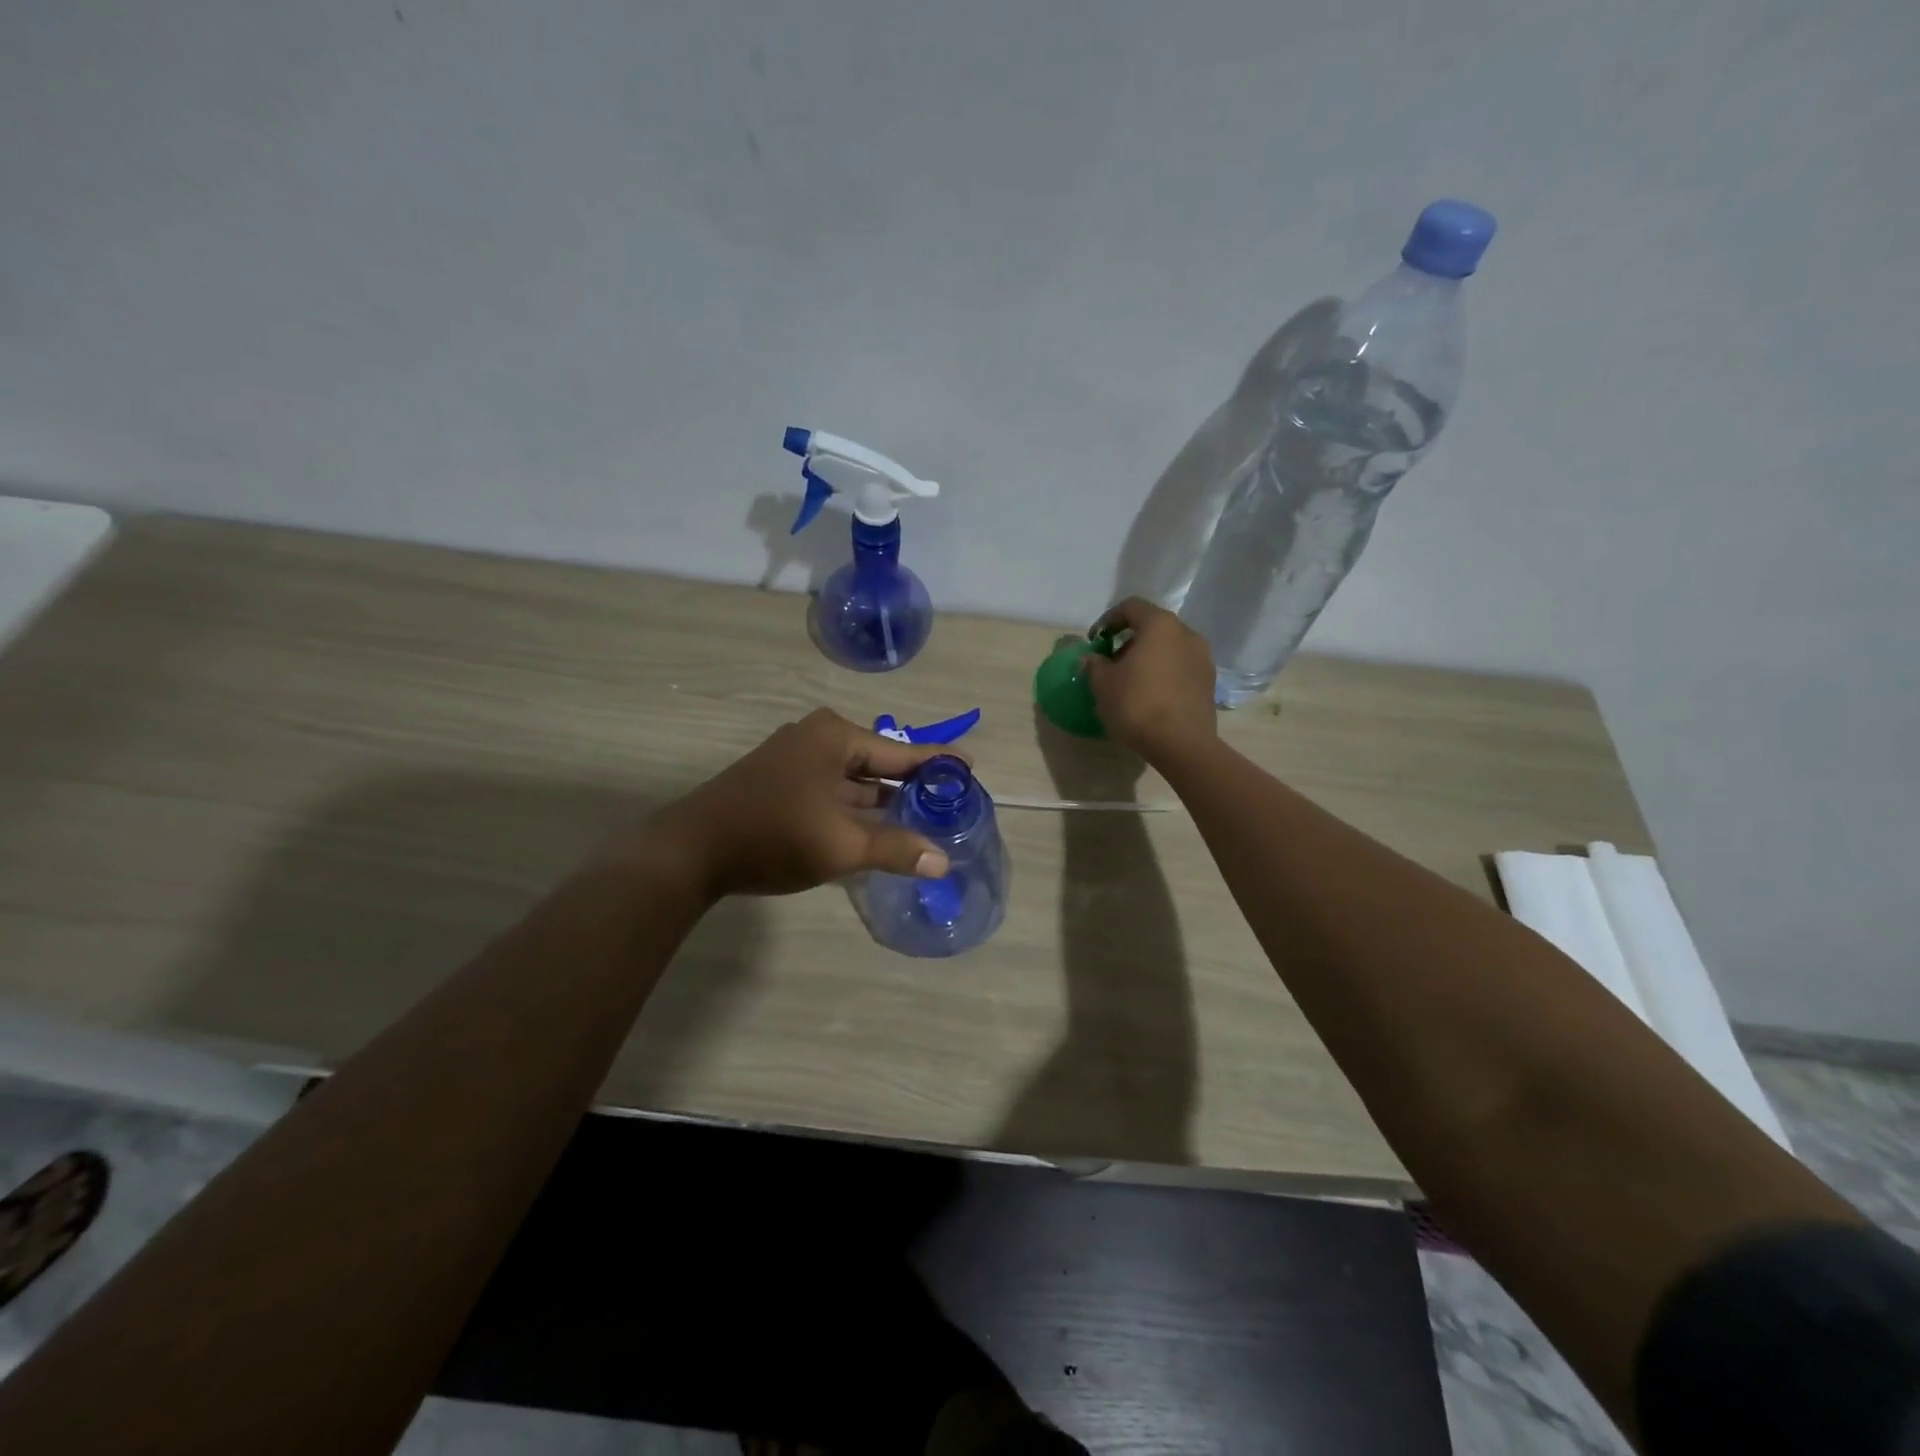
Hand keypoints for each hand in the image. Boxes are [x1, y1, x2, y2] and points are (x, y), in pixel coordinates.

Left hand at [650, 709, 959, 899]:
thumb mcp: (841, 844)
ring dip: (882, 802)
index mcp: (835, 737)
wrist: (691, 851)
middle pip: (878, 763)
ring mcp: (794, 759)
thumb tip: (942, 861)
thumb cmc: (773, 835)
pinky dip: (855, 809)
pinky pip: (832, 791)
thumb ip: (895, 848)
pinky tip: (875, 830)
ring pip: (853, 781)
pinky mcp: (780, 782)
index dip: (938, 763)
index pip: (902, 751)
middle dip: (910, 787)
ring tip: (920, 822)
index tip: (970, 767)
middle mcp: (817, 738)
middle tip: (948, 805)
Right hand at [1084, 598, 1216, 763]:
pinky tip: (1150, 696)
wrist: (1181, 745)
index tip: (1094, 641)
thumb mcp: (1103, 684)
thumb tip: (1092, 659)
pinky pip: (1180, 668)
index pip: (1131, 607)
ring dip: (1148, 658)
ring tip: (1130, 681)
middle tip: (1110, 663)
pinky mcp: (1209, 683)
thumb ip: (1094, 665)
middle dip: (1129, 641)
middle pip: (1152, 627)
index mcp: (1160, 625)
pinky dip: (1163, 673)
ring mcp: (1203, 658)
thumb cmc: (1136, 705)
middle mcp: (1187, 634)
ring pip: (1168, 648)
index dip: (1108, 620)